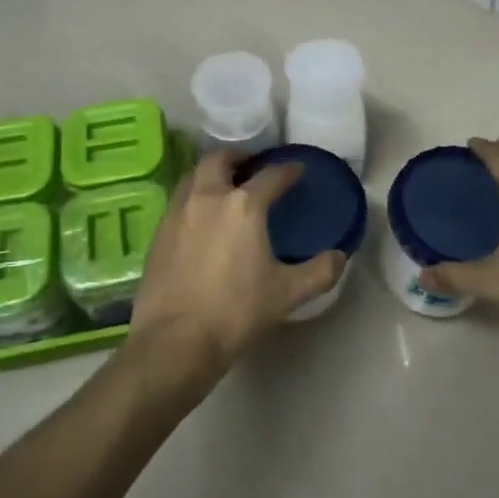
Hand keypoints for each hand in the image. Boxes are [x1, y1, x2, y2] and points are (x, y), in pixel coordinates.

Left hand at [127, 149, 345, 386]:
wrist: (175, 341)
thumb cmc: (236, 312)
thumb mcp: (287, 294)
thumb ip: (319, 272)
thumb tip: (339, 257)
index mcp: (243, 206)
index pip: (271, 176)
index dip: (288, 170)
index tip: (297, 169)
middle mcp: (208, 197)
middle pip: (219, 159)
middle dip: (238, 157)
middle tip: (251, 166)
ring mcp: (178, 213)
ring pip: (194, 176)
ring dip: (211, 174)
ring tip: (224, 187)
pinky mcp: (158, 233)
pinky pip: (179, 201)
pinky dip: (194, 197)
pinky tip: (201, 219)